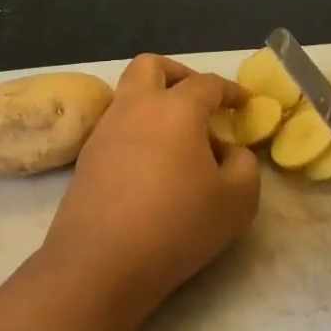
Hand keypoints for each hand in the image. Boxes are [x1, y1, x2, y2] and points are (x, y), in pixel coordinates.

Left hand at [38, 55, 260, 311]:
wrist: (101, 263)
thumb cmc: (178, 225)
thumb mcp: (238, 199)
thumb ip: (244, 164)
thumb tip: (225, 150)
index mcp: (176, 108)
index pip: (208, 83)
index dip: (231, 90)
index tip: (244, 102)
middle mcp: (135, 108)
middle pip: (152, 67)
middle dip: (179, 74)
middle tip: (200, 101)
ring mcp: (104, 132)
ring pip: (129, 96)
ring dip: (156, 105)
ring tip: (180, 142)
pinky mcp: (86, 160)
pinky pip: (117, 128)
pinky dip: (138, 133)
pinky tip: (154, 167)